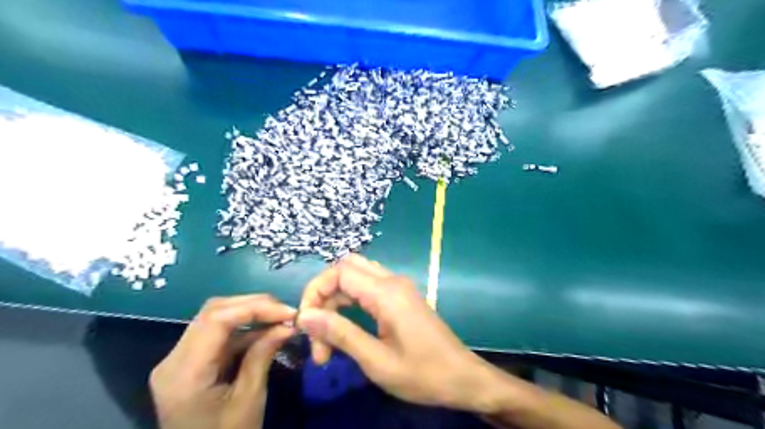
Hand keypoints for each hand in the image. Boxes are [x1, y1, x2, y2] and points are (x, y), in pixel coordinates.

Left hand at [150, 295, 293, 427]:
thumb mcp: (249, 399)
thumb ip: (263, 355)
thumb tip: (288, 324)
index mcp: (184, 373)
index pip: (216, 319)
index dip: (255, 307)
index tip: (288, 312)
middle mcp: (173, 359)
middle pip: (213, 312)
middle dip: (254, 305)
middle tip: (286, 311)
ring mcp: (178, 360)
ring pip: (215, 318)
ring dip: (250, 313)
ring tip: (280, 317)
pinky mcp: (189, 363)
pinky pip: (217, 334)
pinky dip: (244, 328)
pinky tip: (266, 330)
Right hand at [295, 254, 498, 411]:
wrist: (463, 378)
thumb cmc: (423, 374)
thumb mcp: (377, 361)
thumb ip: (341, 334)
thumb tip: (306, 316)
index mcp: (387, 293)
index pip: (339, 271)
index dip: (316, 292)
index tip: (307, 326)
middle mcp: (392, 281)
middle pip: (346, 268)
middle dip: (324, 295)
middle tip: (317, 332)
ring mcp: (399, 287)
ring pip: (356, 277)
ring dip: (336, 300)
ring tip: (329, 338)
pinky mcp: (402, 297)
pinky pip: (368, 287)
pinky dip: (350, 302)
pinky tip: (347, 328)